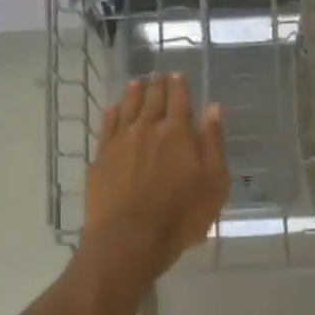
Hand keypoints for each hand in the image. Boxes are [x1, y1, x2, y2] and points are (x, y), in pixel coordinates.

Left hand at [83, 74, 228, 281]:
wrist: (128, 239)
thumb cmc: (180, 216)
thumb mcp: (213, 184)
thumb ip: (213, 144)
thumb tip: (213, 109)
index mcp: (178, 133)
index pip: (179, 99)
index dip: (179, 85)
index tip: (178, 74)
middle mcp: (147, 129)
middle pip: (152, 99)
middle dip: (157, 85)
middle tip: (159, 75)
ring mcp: (120, 142)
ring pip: (127, 108)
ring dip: (134, 93)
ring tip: (137, 83)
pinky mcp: (101, 158)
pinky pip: (107, 126)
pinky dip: (113, 113)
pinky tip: (114, 109)